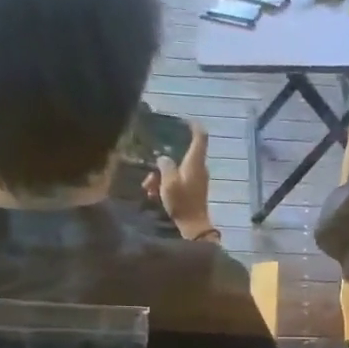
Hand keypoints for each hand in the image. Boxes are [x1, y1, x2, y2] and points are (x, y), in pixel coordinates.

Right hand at [150, 126, 217, 241]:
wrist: (193, 226)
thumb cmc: (182, 202)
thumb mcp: (169, 181)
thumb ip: (165, 166)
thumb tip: (163, 158)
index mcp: (195, 162)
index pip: (200, 138)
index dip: (194, 127)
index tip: (185, 121)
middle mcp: (198, 168)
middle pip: (180, 156)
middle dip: (162, 163)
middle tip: (149, 175)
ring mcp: (195, 180)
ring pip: (175, 170)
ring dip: (160, 177)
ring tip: (148, 188)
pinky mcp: (191, 190)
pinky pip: (176, 181)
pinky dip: (165, 185)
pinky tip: (153, 195)